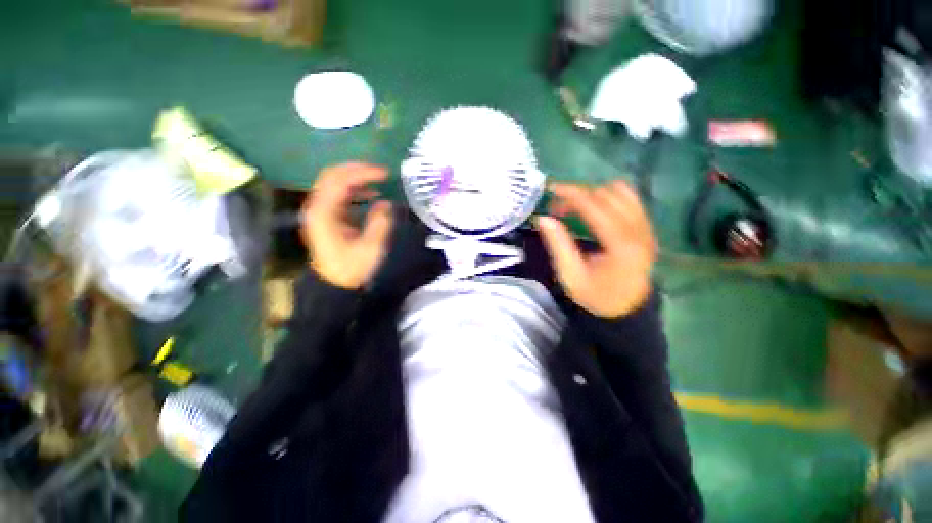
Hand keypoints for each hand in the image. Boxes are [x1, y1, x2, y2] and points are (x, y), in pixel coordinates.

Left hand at [302, 163, 393, 288]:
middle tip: (381, 171)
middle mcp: (317, 207)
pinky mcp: (327, 216)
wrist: (336, 284)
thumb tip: (384, 203)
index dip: (362, 172)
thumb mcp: (371, 247)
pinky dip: (354, 190)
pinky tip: (370, 194)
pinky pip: (338, 194)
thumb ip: (379, 222)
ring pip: (334, 183)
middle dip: (357, 169)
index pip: (340, 181)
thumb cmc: (353, 268)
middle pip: (332, 176)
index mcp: (325, 214)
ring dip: (356, 178)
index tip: (385, 173)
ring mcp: (320, 211)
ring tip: (378, 179)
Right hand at [536, 181, 657, 317]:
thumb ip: (558, 245)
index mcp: (620, 245)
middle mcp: (639, 231)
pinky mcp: (647, 227)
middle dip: (578, 194)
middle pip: (607, 195)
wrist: (626, 308)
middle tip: (557, 208)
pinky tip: (594, 209)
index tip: (550, 189)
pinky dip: (608, 197)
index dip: (571, 193)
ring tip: (575, 207)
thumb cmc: (595, 295)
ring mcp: (647, 227)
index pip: (595, 206)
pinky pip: (630, 199)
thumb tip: (542, 218)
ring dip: (594, 194)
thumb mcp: (570, 275)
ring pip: (621, 192)